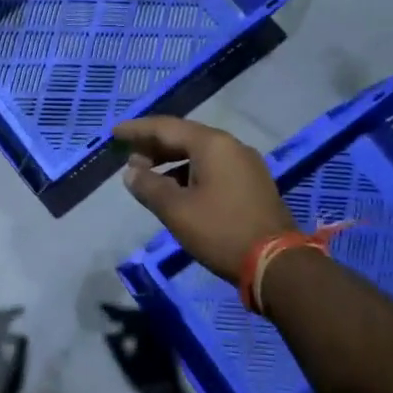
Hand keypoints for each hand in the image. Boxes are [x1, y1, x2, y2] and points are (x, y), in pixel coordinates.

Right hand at [115, 116, 291, 283]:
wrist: (278, 264)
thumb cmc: (221, 231)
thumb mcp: (176, 210)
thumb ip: (149, 186)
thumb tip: (131, 173)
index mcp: (212, 144)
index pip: (166, 127)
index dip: (137, 130)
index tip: (114, 133)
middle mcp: (231, 146)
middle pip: (184, 137)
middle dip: (154, 146)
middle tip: (129, 158)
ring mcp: (246, 165)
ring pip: (200, 153)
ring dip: (171, 161)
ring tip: (148, 176)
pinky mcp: (253, 184)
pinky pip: (213, 167)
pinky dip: (189, 172)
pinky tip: (176, 190)